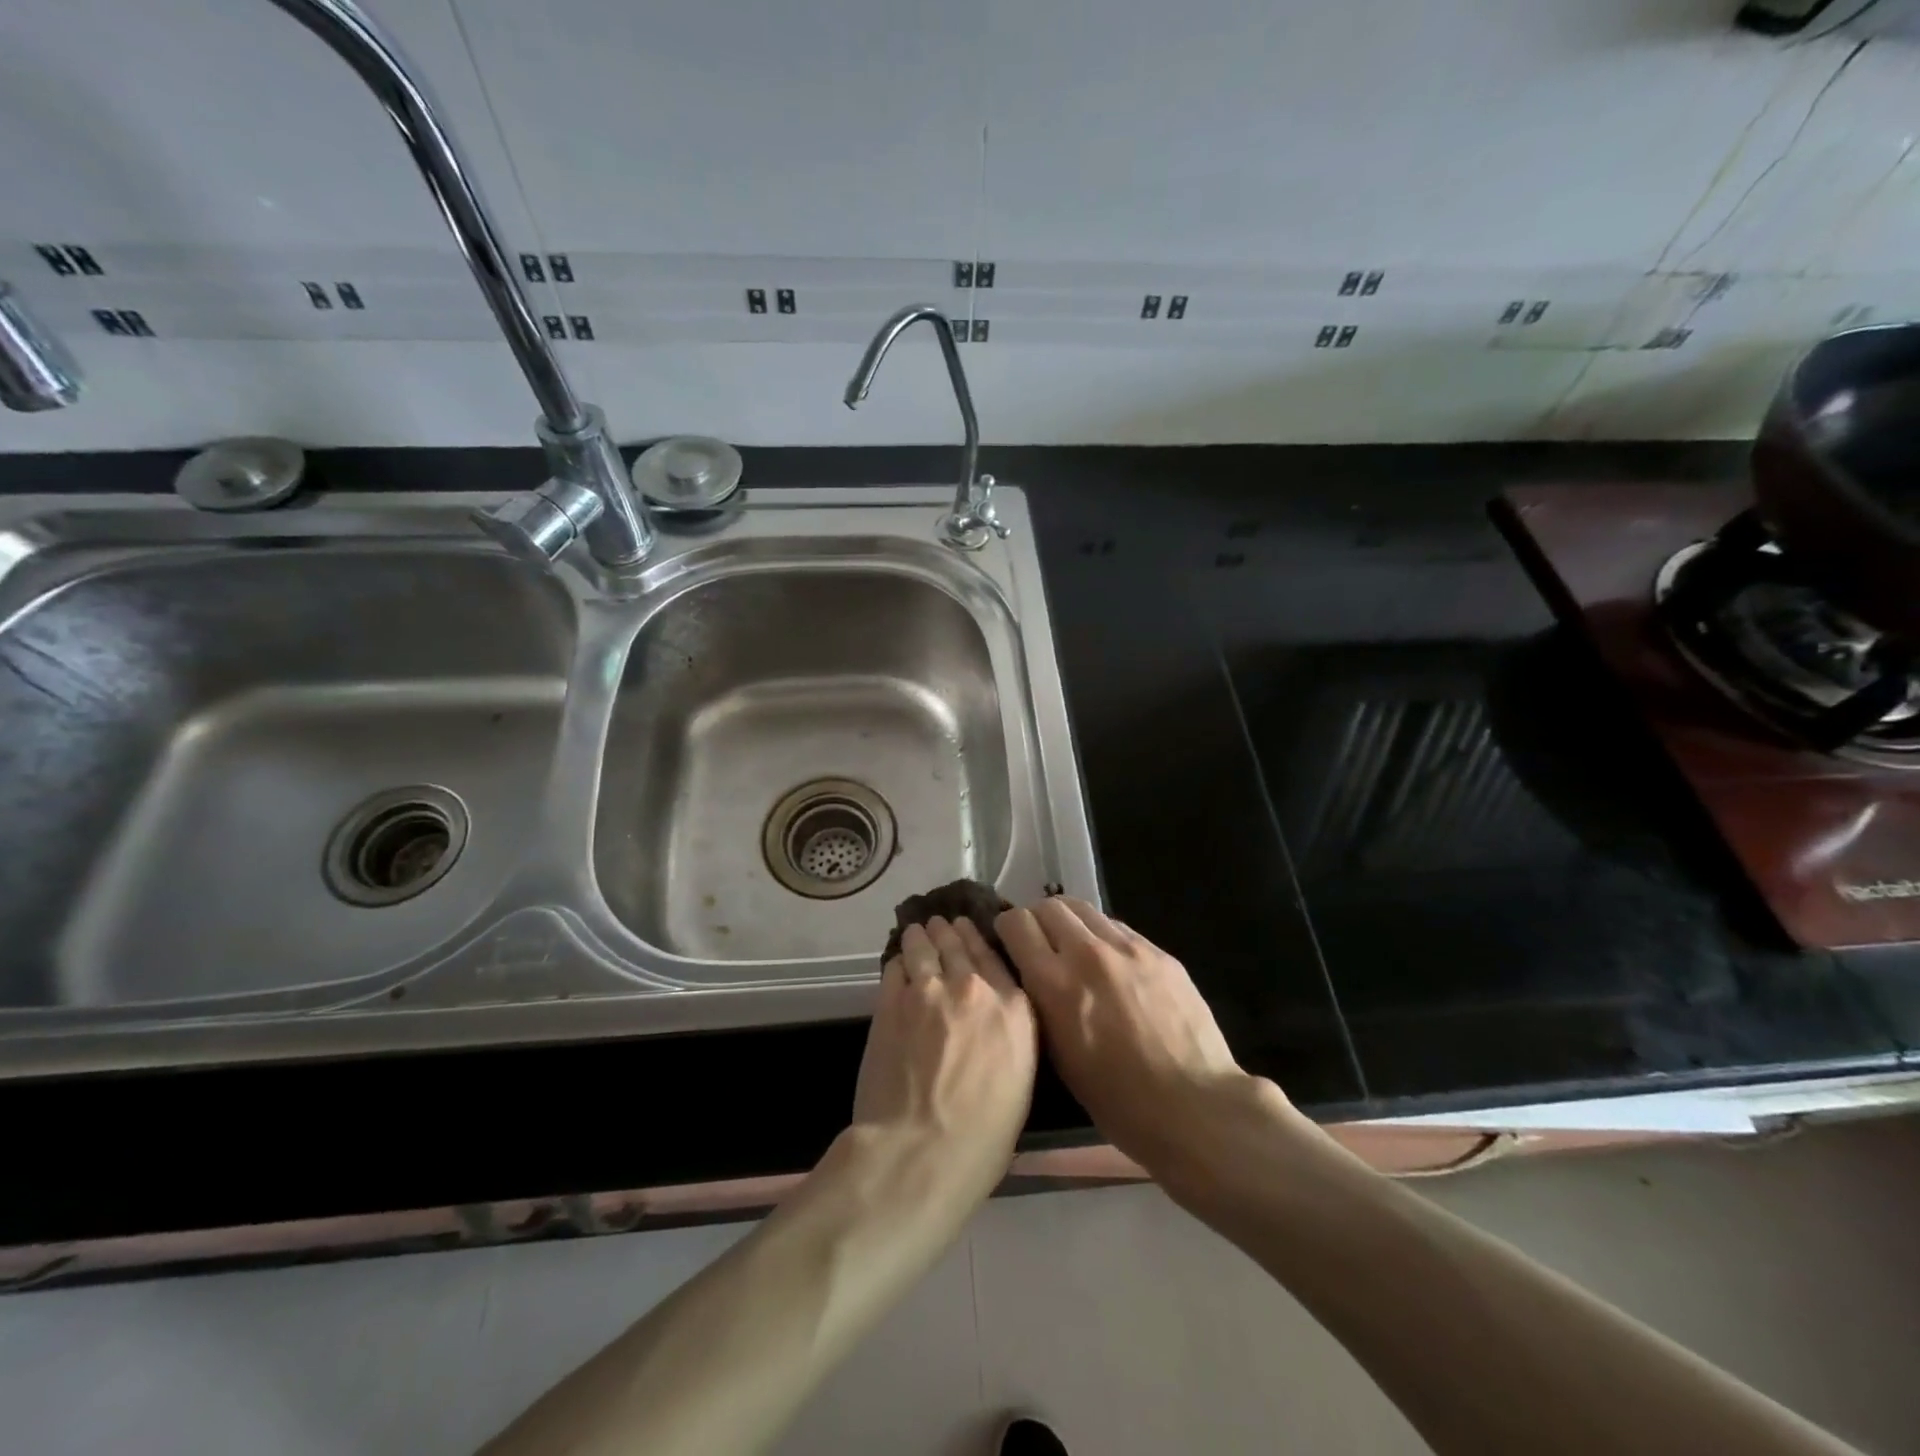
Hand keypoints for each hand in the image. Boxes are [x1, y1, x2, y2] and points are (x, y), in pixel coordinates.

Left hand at [850, 916, 1037, 1210]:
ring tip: (918, 929)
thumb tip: (993, 1023)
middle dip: (949, 932)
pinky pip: (897, 967)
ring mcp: (929, 989)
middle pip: (959, 945)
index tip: (970, 930)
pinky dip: (899, 960)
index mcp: (1014, 1010)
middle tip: (942, 923)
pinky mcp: (892, 1000)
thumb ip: (1009, 1037)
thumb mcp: (1019, 1083)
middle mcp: (974, 988)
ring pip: (925, 947)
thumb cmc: (982, 1138)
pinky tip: (899, 959)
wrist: (921, 1150)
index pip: (995, 959)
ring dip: (922, 936)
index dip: (979, 940)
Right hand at [996, 897, 1293, 1189]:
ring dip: (1071, 924)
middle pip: (1048, 906)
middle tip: (1041, 946)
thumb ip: (1041, 1004)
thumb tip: (1033, 976)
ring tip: (1076, 951)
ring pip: (1084, 909)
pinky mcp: (1159, 951)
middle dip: (1038, 921)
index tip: (1010, 946)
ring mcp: (1127, 948)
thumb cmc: (1118, 1101)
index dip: (1007, 931)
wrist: (1195, 1106)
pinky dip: (1103, 936)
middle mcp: (1087, 953)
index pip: (1016, 924)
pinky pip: (1118, 927)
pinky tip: (1112, 965)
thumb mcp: (1059, 1057)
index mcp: (1055, 984)